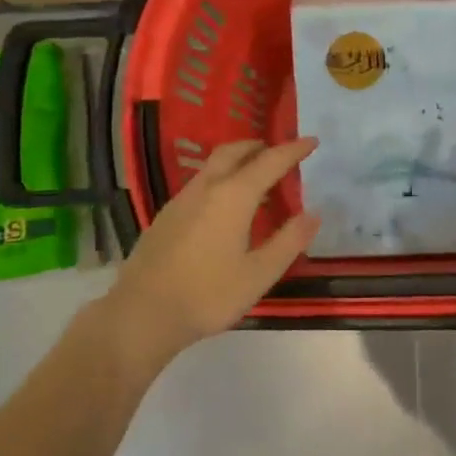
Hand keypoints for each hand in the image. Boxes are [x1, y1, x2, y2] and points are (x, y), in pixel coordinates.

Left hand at [103, 138, 321, 360]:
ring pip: (212, 166)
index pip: (270, 161)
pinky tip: (222, 205)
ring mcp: (181, 200)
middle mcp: (206, 188)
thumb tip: (314, 214)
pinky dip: (220, 179)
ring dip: (237, 160)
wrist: (142, 314)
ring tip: (254, 176)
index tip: (312, 140)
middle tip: (278, 151)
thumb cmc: (207, 295)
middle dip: (259, 146)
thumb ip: (288, 241)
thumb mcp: (259, 274)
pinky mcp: (165, 216)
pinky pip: (199, 183)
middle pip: (234, 152)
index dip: (293, 149)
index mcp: (233, 196)